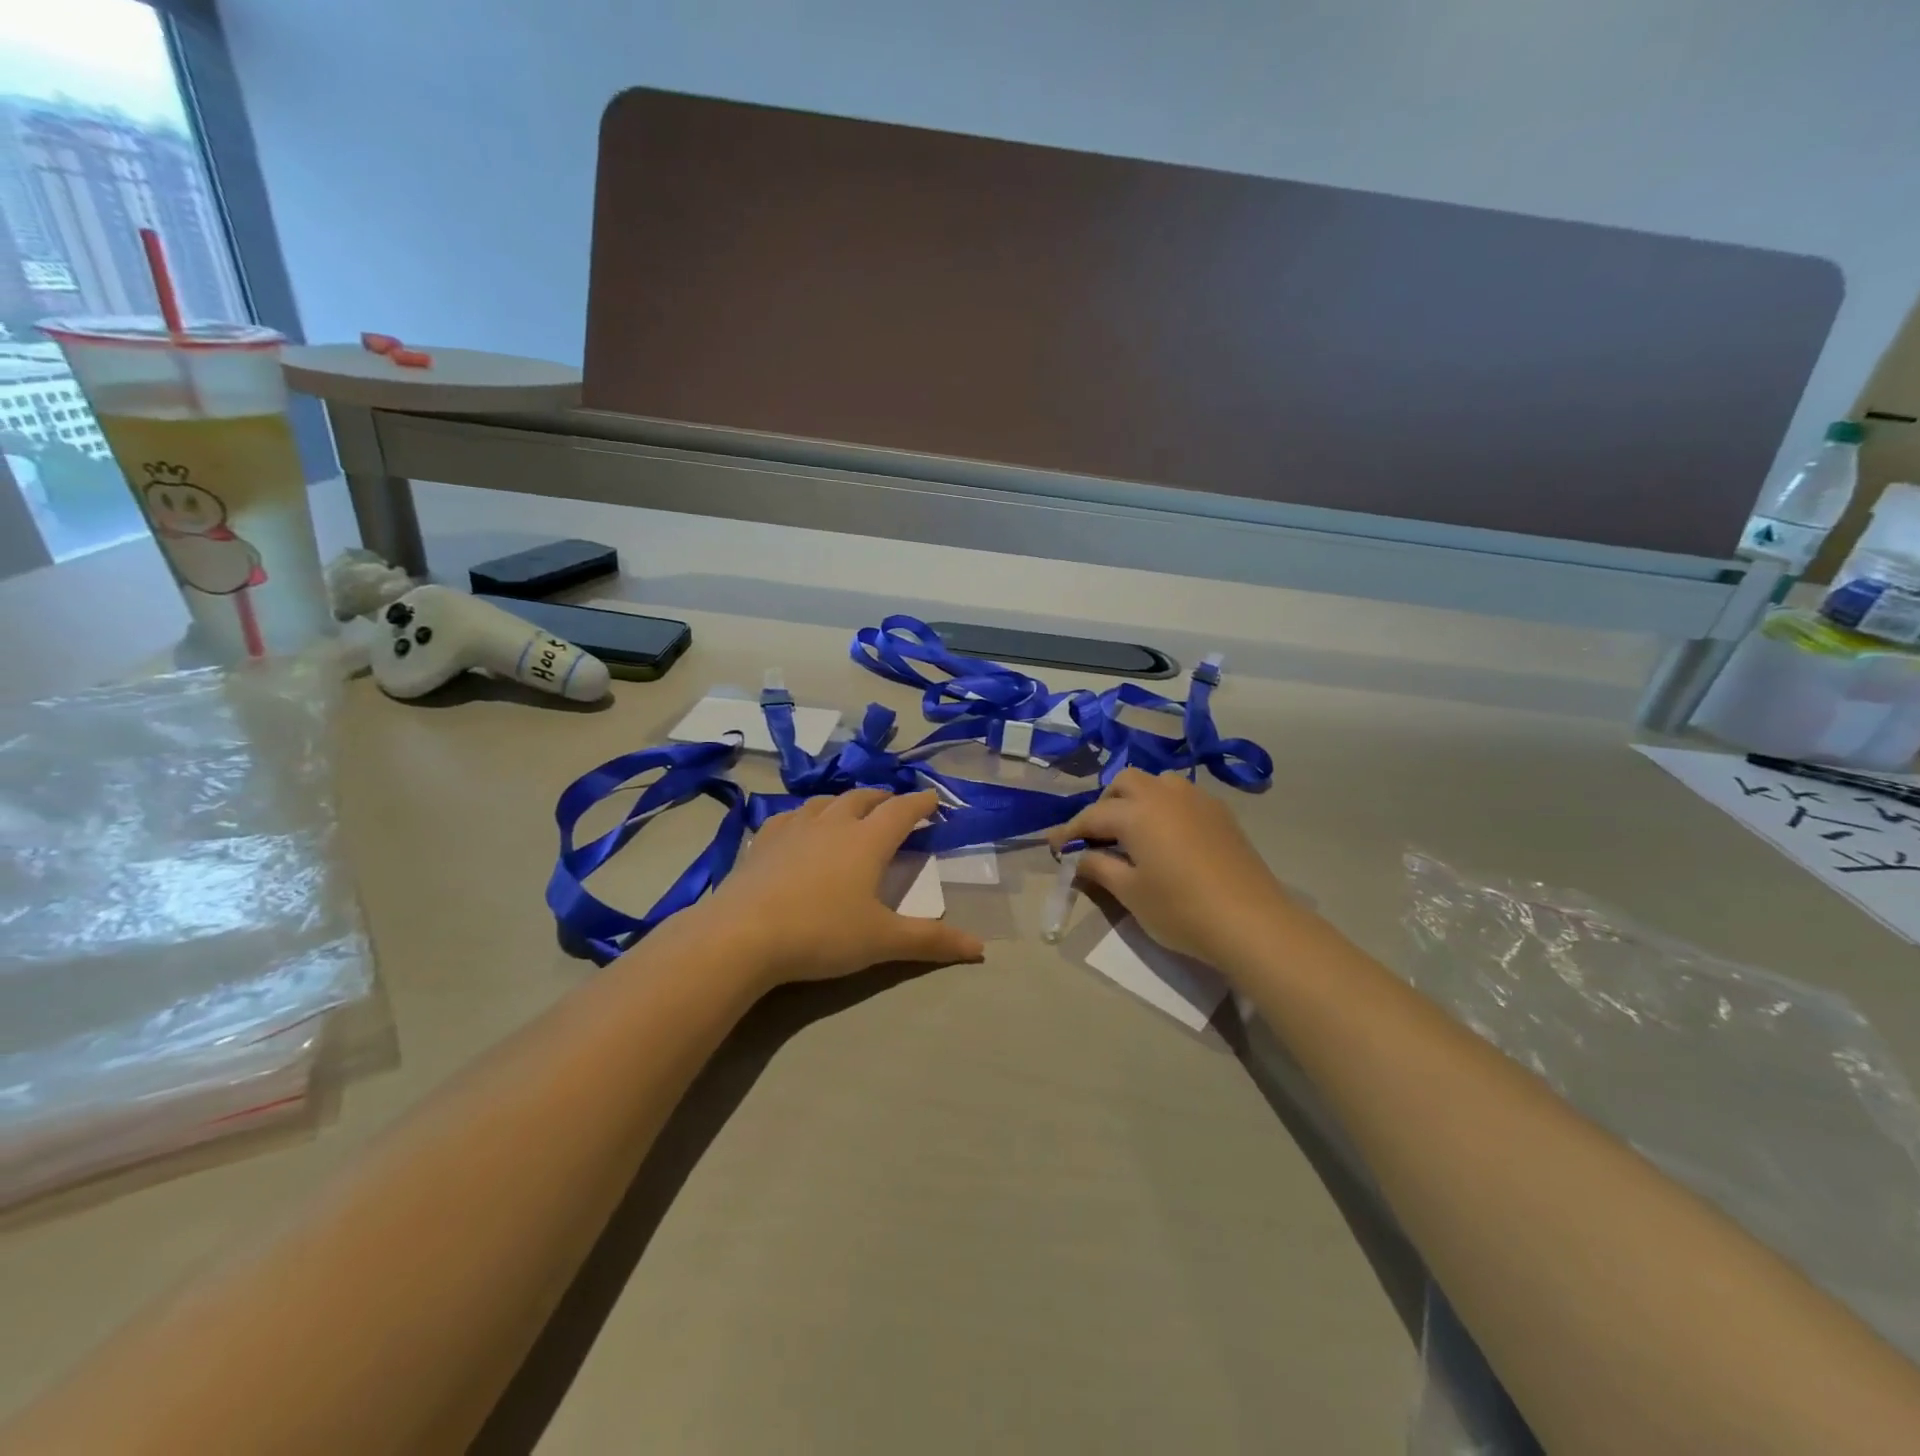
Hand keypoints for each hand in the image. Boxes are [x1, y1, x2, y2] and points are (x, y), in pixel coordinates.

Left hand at [703, 789, 984, 986]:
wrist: (743, 935)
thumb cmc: (822, 933)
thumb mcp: (882, 941)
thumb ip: (931, 942)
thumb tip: (981, 949)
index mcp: (867, 841)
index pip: (902, 811)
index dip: (921, 803)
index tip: (934, 798)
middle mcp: (833, 824)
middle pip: (863, 798)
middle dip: (883, 798)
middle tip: (894, 806)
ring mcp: (794, 828)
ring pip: (825, 802)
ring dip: (844, 802)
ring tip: (850, 811)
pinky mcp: (763, 840)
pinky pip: (789, 816)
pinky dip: (805, 816)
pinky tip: (799, 827)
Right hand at [1047, 769, 1296, 968]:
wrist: (1252, 921)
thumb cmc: (1181, 909)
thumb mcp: (1130, 893)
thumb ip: (1099, 868)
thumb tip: (1080, 857)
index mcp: (1136, 812)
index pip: (1092, 816)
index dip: (1069, 831)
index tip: (1054, 846)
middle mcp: (1164, 794)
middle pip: (1125, 782)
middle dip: (1105, 804)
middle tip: (1098, 836)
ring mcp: (1197, 799)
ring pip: (1157, 783)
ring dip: (1137, 799)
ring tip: (1134, 832)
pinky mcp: (1221, 813)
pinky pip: (1182, 796)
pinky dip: (1165, 807)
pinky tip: (1168, 837)